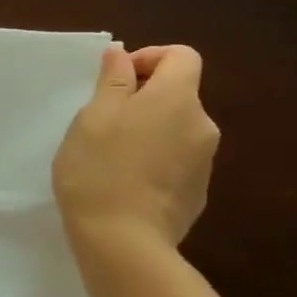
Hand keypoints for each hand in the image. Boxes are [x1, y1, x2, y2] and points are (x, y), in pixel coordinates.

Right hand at [53, 44, 218, 253]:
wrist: (123, 242)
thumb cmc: (99, 170)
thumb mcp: (93, 118)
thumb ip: (112, 81)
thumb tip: (122, 54)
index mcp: (177, 99)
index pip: (182, 56)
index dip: (149, 58)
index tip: (116, 80)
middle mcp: (202, 125)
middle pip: (178, 94)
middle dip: (144, 99)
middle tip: (102, 122)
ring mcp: (204, 163)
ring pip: (176, 130)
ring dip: (149, 131)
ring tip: (110, 156)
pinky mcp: (198, 194)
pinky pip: (177, 162)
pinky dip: (155, 161)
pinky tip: (126, 184)